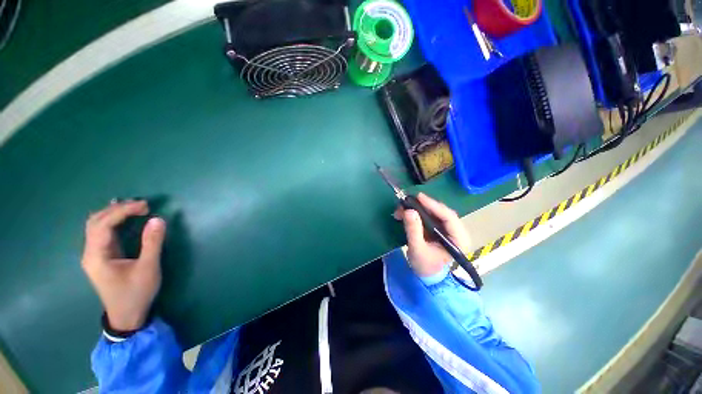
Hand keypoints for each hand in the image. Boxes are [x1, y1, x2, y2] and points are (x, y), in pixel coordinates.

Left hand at [81, 200, 165, 330]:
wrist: (126, 315)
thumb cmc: (136, 293)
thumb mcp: (148, 268)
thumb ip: (152, 243)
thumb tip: (157, 219)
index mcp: (97, 256)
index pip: (104, 224)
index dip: (123, 211)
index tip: (145, 205)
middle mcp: (90, 252)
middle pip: (95, 221)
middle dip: (117, 209)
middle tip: (141, 205)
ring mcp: (93, 255)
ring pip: (95, 225)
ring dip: (112, 213)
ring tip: (132, 206)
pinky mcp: (101, 256)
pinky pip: (101, 232)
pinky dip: (111, 220)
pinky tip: (119, 215)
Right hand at [394, 193, 470, 276]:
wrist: (426, 276)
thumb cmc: (425, 266)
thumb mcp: (417, 249)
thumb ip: (413, 230)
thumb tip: (409, 211)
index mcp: (459, 239)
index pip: (449, 217)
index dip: (434, 205)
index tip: (419, 197)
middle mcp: (457, 231)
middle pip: (441, 212)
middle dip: (423, 206)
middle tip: (407, 202)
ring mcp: (448, 229)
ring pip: (434, 213)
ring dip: (418, 209)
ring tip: (402, 208)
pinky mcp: (439, 229)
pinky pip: (429, 216)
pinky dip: (417, 213)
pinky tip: (406, 213)